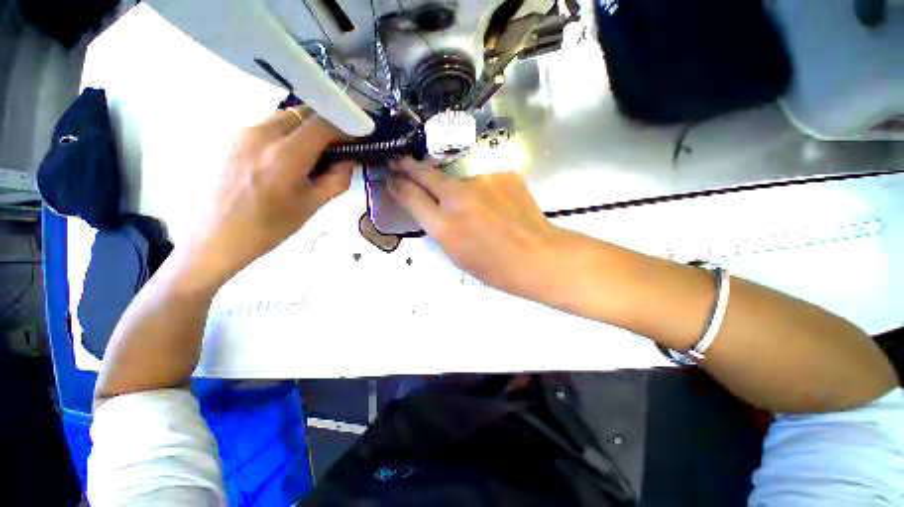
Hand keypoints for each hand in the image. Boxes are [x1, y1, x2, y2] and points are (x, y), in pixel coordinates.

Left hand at [184, 107, 353, 287]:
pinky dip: (293, 132)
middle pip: (305, 113)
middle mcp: (263, 133)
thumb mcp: (312, 206)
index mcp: (285, 155)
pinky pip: (273, 124)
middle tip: (341, 147)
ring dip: (310, 128)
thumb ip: (336, 179)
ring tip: (320, 153)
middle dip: (328, 125)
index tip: (359, 137)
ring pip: (289, 116)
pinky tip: (296, 155)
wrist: (218, 236)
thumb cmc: (269, 227)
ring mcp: (247, 132)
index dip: (346, 126)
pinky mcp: (238, 138)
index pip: (323, 124)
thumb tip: (349, 161)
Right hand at [388, 157, 566, 300]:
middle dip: (409, 167)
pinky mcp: (503, 174)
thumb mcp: (457, 254)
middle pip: (426, 175)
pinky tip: (500, 207)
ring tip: (481, 212)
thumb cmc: (495, 267)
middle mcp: (458, 198)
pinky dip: (486, 192)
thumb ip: (440, 227)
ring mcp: (482, 181)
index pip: (411, 196)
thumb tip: (433, 208)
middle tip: (400, 161)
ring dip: (462, 192)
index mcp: (444, 225)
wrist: (538, 257)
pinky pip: (485, 182)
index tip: (391, 178)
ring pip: (461, 181)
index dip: (398, 185)